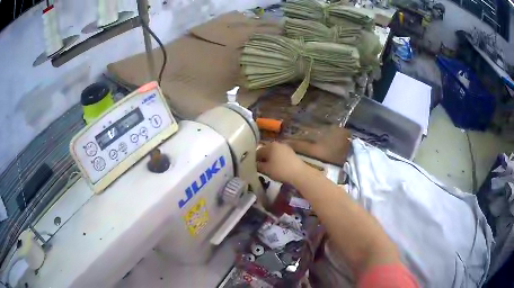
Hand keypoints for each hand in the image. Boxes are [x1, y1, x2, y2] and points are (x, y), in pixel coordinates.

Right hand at [256, 142, 308, 183]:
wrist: (299, 173)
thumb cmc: (280, 170)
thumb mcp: (266, 170)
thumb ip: (257, 166)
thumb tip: (253, 165)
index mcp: (269, 146)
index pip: (257, 152)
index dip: (253, 160)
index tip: (252, 168)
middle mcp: (277, 143)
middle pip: (265, 151)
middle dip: (262, 159)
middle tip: (260, 169)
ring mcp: (285, 147)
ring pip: (273, 153)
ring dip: (269, 160)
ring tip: (268, 169)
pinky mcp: (290, 152)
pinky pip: (279, 155)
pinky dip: (276, 160)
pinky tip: (277, 167)